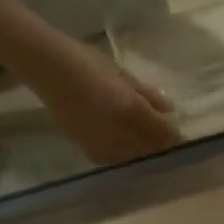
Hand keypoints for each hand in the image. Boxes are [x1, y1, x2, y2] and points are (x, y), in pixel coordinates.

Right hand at [25, 42, 180, 164]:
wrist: (47, 69)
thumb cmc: (85, 62)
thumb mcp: (122, 74)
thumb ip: (148, 94)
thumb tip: (170, 110)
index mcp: (132, 110)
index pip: (164, 134)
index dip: (173, 135)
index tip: (176, 132)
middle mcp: (121, 133)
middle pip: (152, 149)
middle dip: (160, 145)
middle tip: (160, 137)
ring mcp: (105, 145)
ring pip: (136, 158)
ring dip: (142, 152)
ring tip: (141, 140)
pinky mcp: (89, 151)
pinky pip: (115, 161)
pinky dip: (123, 156)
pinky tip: (121, 145)